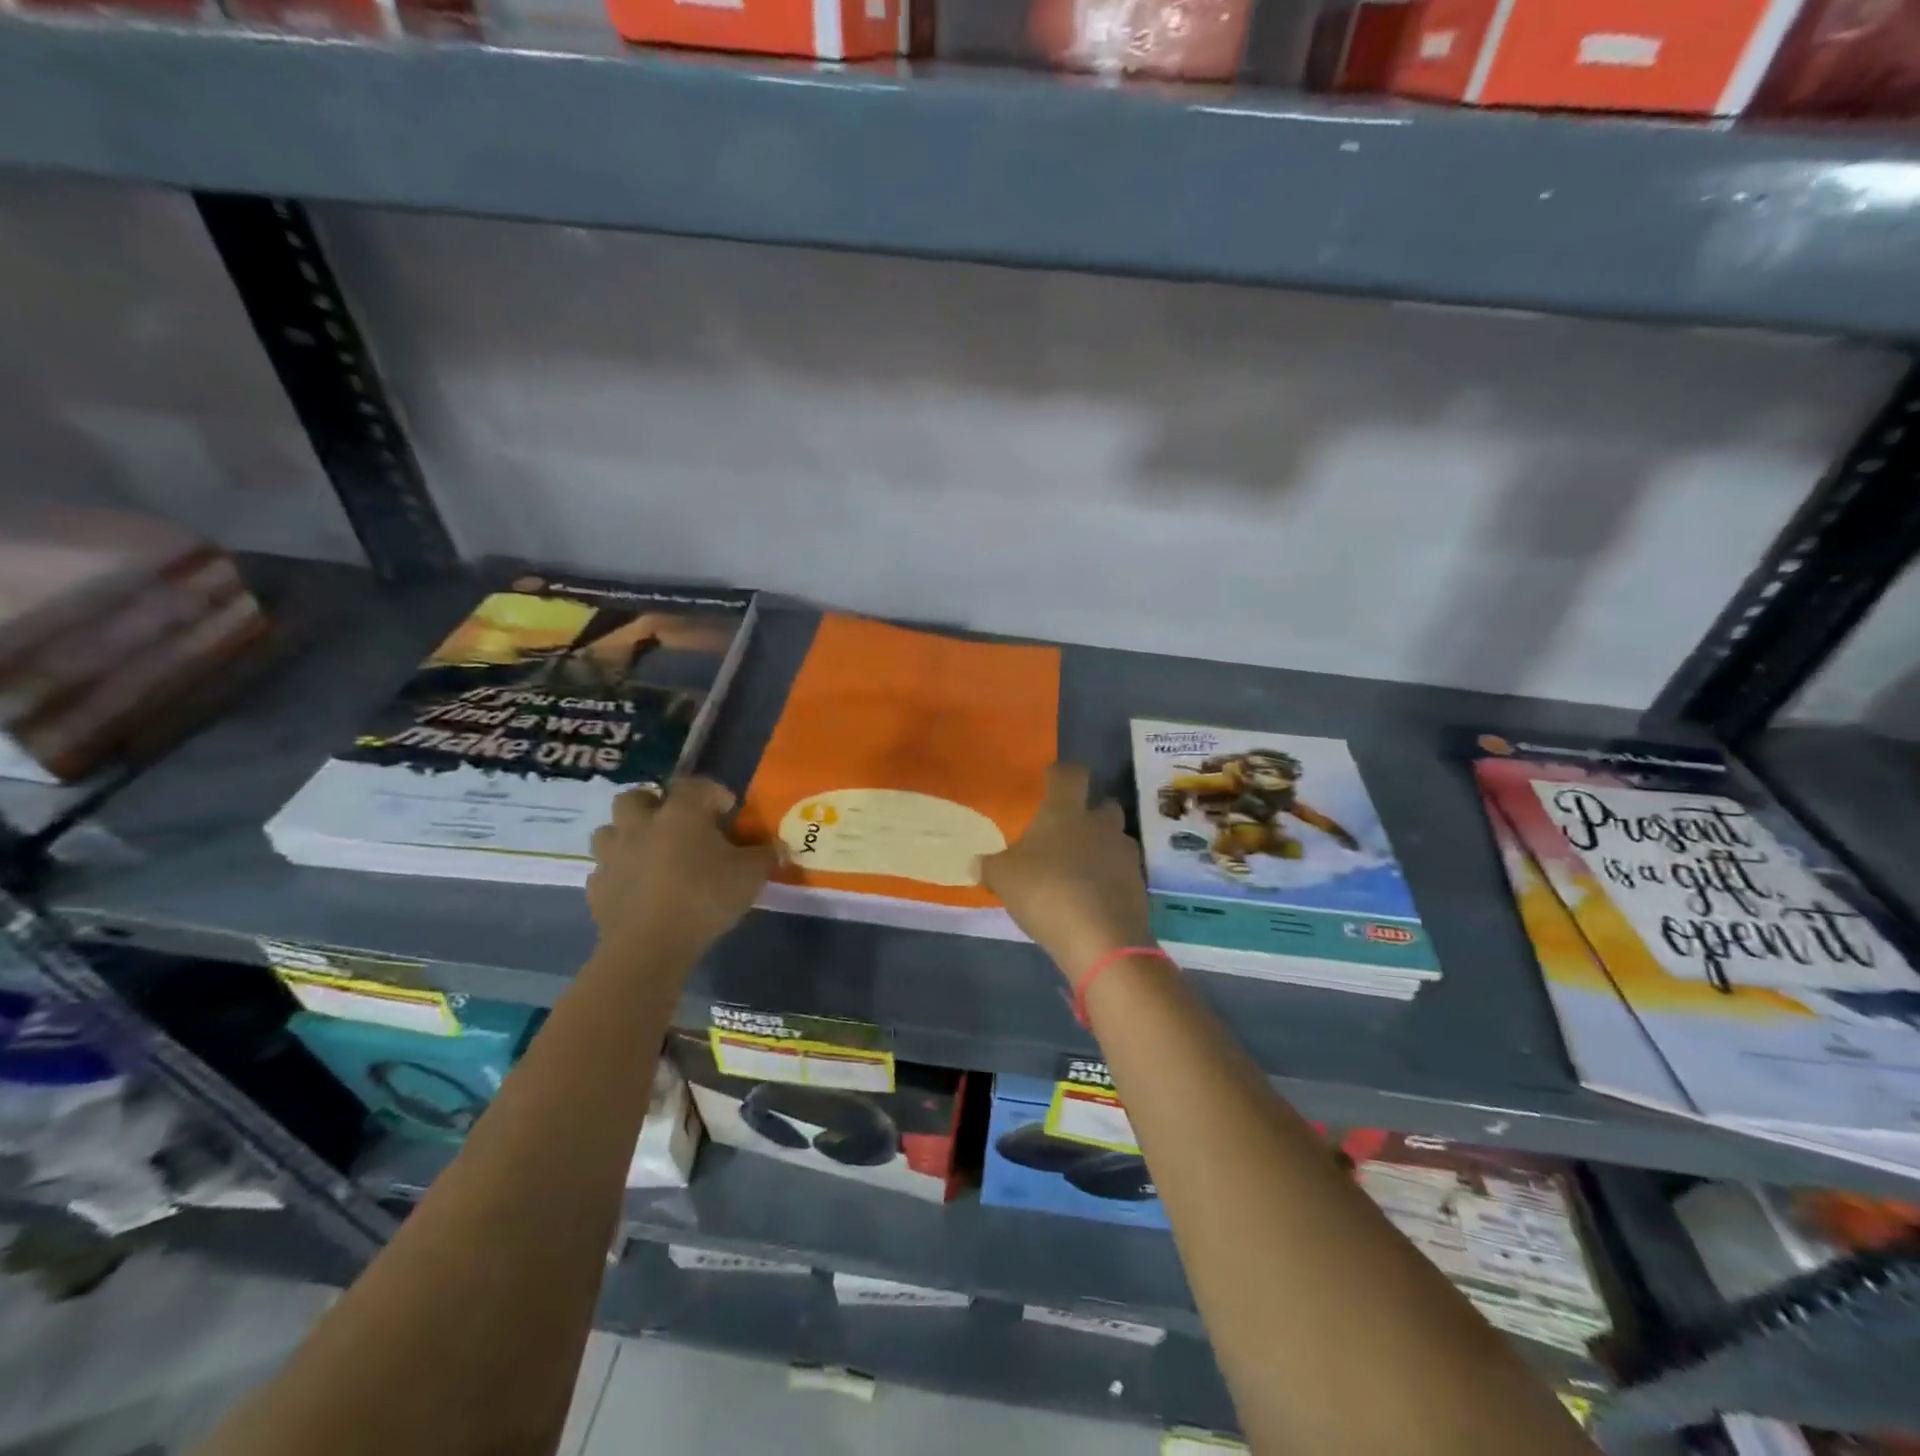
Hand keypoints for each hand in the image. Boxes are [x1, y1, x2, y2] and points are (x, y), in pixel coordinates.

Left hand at [587, 778, 776, 958]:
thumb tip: (776, 848)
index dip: (713, 792)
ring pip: (611, 831)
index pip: (695, 785)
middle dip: (654, 804)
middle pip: (636, 797)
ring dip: (628, 836)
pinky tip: (638, 888)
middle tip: (675, 823)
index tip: (728, 810)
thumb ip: (764, 855)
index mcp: (680, 813)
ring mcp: (612, 856)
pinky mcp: (597, 888)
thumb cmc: (704, 898)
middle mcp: (640, 825)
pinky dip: (620, 874)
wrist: (649, 946)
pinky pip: (605, 870)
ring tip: (651, 854)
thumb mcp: (751, 875)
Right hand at [980, 762, 1155, 981]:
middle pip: (1104, 805)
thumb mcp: (1002, 878)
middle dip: (1090, 813)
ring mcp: (1124, 856)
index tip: (1050, 779)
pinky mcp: (1139, 887)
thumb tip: (976, 863)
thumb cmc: (1045, 891)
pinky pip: (1122, 874)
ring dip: (1102, 848)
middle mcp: (1100, 825)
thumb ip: (989, 867)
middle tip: (1068, 830)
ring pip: (1116, 840)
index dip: (1061, 774)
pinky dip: (1110, 881)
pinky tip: (1092, 899)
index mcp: (1066, 811)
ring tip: (1079, 870)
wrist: (1102, 939)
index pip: (1070, 774)